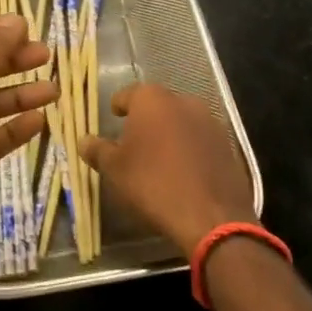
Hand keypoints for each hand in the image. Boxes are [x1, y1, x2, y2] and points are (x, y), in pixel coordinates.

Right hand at [81, 84, 252, 253]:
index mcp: (152, 100)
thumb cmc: (153, 184)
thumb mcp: (115, 170)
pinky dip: (190, 148)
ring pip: (181, 121)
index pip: (128, 94)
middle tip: (134, 142)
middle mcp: (183, 101)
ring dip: (170, 133)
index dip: (119, 107)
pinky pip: (200, 139)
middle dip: (146, 120)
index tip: (114, 119)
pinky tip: (184, 171)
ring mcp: (209, 121)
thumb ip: (98, 150)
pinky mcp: (227, 143)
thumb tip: (84, 140)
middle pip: (157, 105)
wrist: (211, 216)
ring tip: (160, 158)